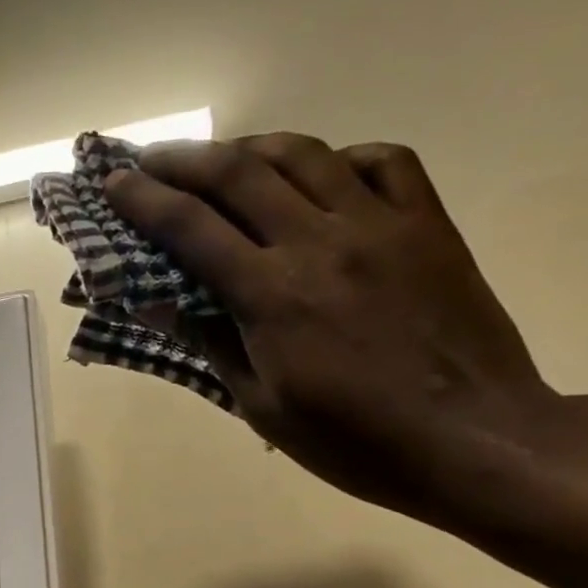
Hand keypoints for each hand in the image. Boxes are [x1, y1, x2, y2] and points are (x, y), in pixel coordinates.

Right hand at [105, 133, 560, 520]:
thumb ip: (210, 343)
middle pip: (240, 174)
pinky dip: (340, 158)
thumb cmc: (353, 439)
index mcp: (271, 294)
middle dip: (185, 160)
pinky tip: (323, 175)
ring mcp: (380, 225)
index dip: (144, 201)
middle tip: (153, 159)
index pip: (191, 228)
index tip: (114, 183)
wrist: (473, 438)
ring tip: (224, 158)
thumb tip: (155, 302)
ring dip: (252, 148)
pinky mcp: (428, 225)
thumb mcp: (262, 404)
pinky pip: (383, 163)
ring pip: (305, 155)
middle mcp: (319, 242)